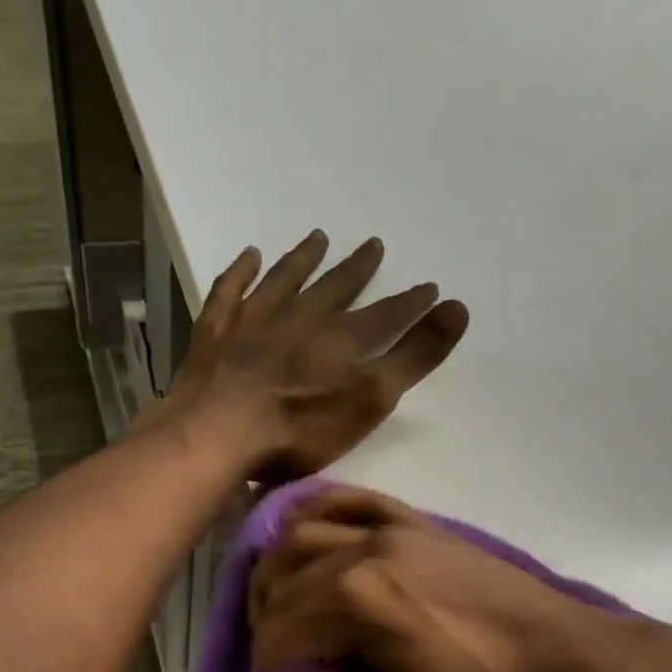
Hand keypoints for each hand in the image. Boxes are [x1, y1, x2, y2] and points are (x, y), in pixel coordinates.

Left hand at [167, 232, 468, 480]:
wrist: (215, 433)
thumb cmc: (295, 431)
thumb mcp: (366, 402)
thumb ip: (411, 359)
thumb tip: (458, 308)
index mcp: (338, 343)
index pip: (383, 317)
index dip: (408, 304)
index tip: (429, 288)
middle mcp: (298, 321)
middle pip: (333, 290)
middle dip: (356, 270)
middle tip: (374, 245)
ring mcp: (251, 324)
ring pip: (284, 282)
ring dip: (302, 260)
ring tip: (318, 238)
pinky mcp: (213, 336)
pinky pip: (230, 292)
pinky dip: (241, 273)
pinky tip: (249, 256)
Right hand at [249, 488, 593, 671]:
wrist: (569, 661)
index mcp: (358, 601)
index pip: (278, 631)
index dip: (268, 666)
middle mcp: (364, 550)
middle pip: (281, 580)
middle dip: (264, 621)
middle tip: (276, 655)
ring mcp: (392, 527)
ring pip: (300, 534)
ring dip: (274, 570)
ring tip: (277, 604)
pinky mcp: (417, 522)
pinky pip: (348, 500)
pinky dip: (313, 512)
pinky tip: (303, 531)